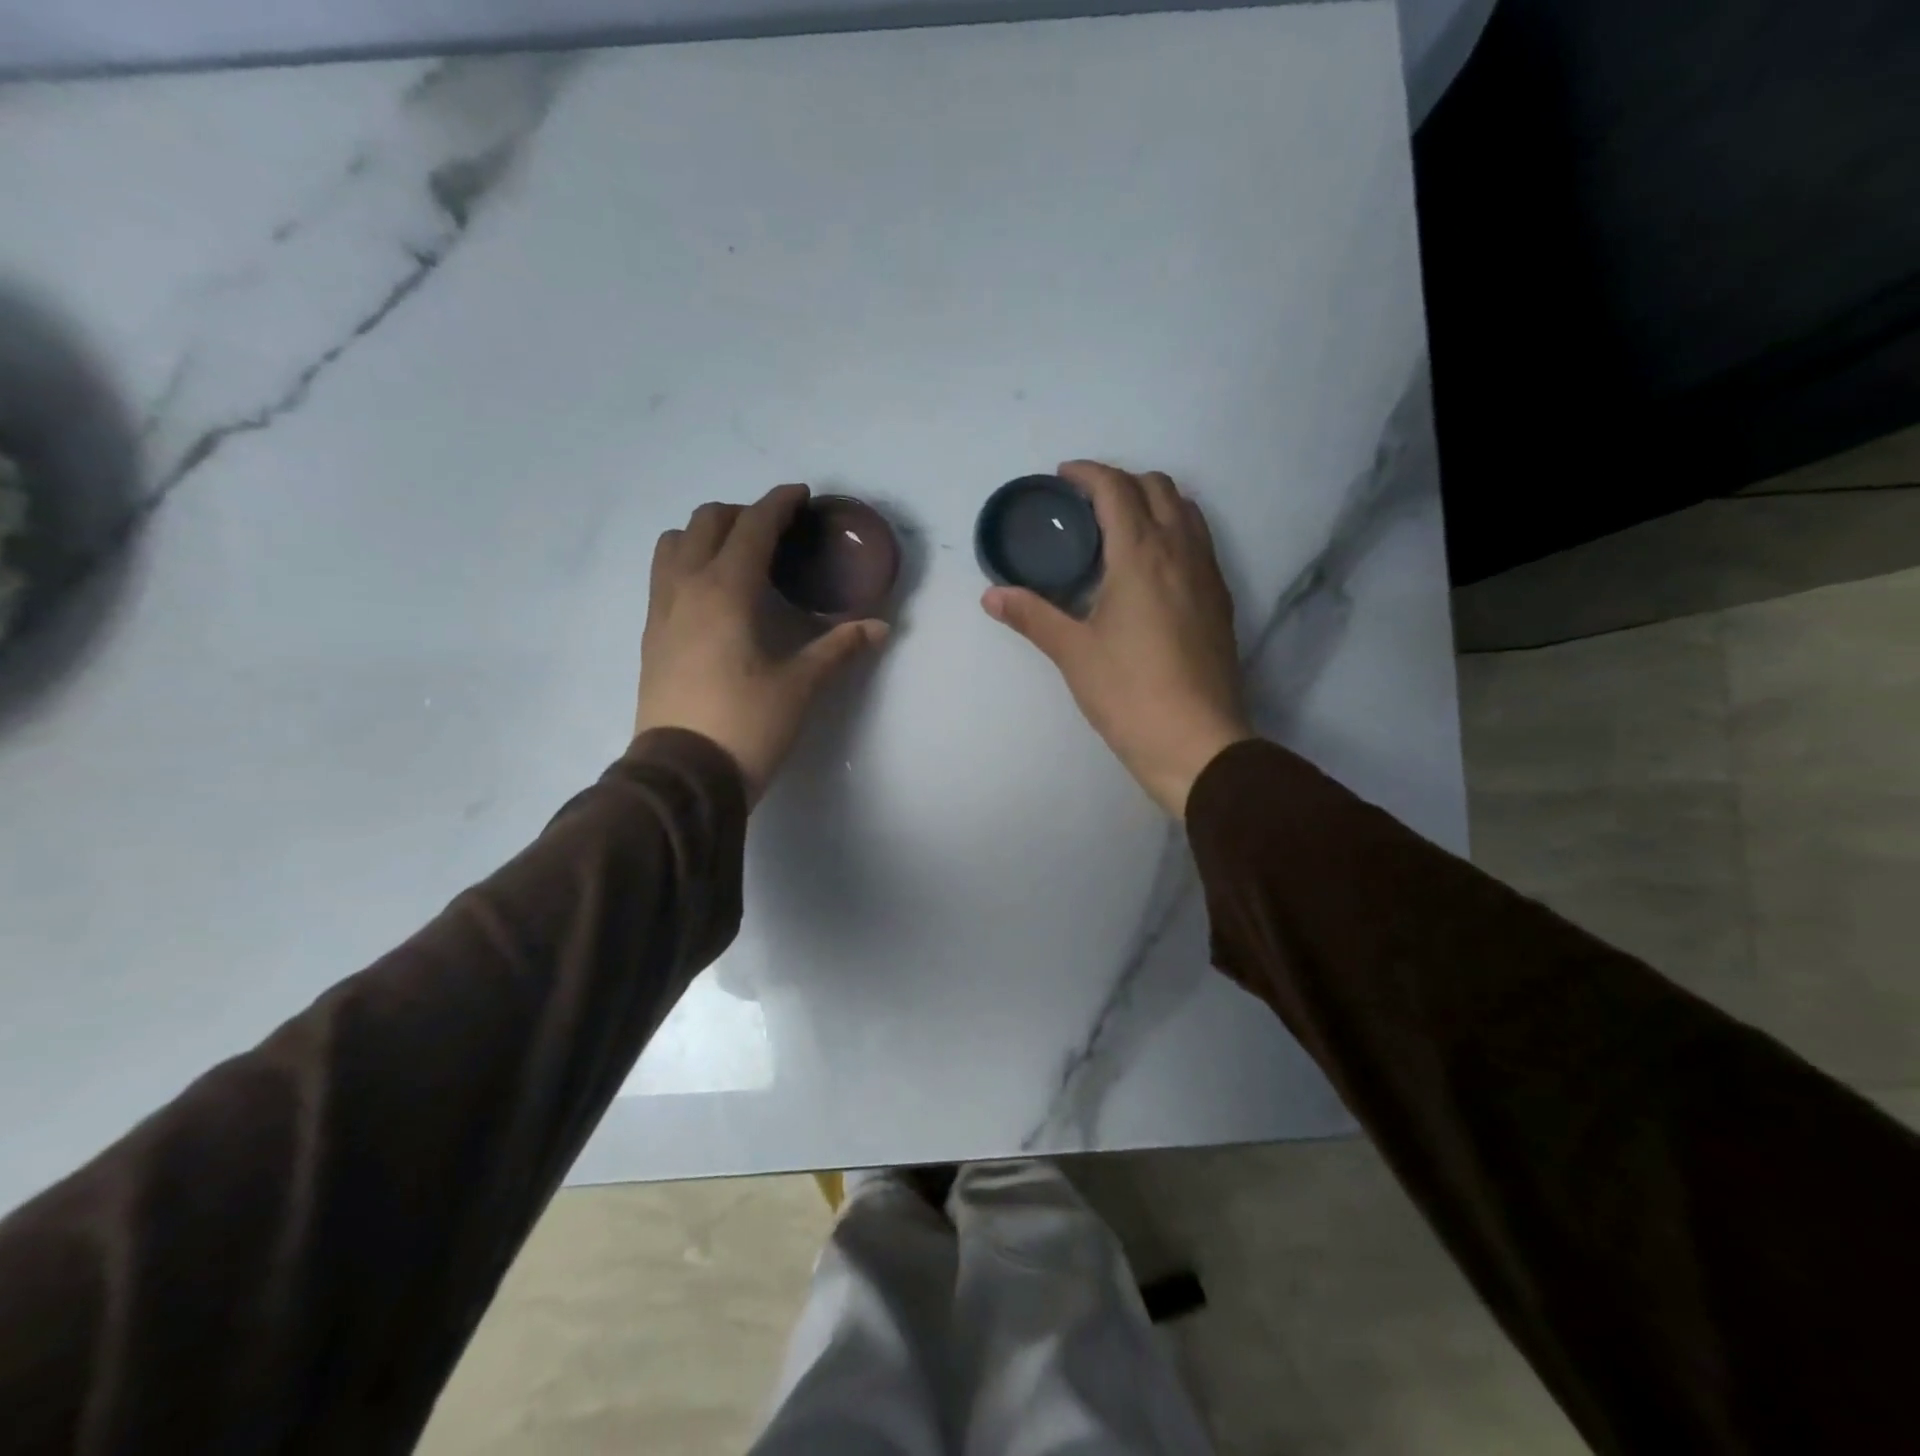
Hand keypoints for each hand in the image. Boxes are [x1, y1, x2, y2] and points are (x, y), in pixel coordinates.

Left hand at [636, 484, 889, 803]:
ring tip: (736, 556)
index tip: (801, 495)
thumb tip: (880, 627)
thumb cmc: (747, 725)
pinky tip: (712, 594)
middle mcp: (686, 588)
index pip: (752, 527)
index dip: (778, 504)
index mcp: (725, 591)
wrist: (683, 775)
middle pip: (706, 522)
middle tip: (775, 533)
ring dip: (705, 535)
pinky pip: (663, 575)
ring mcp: (661, 611)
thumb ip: (838, 648)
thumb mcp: (800, 686)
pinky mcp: (650, 636)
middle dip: (742, 514)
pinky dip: (687, 563)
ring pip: (673, 544)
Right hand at [983, 461, 1251, 816]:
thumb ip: (1032, 616)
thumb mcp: (1073, 653)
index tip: (1063, 477)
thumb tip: (992, 595)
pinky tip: (1151, 567)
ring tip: (1120, 528)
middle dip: (1122, 481)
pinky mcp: (1221, 601)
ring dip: (1153, 502)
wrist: (1197, 742)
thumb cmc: (1129, 693)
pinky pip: (1199, 542)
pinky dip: (1174, 531)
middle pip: (1158, 487)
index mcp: (1141, 554)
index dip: (1088, 473)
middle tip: (1087, 505)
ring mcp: (1208, 575)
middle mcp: (1181, 551)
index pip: (1117, 489)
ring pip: (1186, 511)